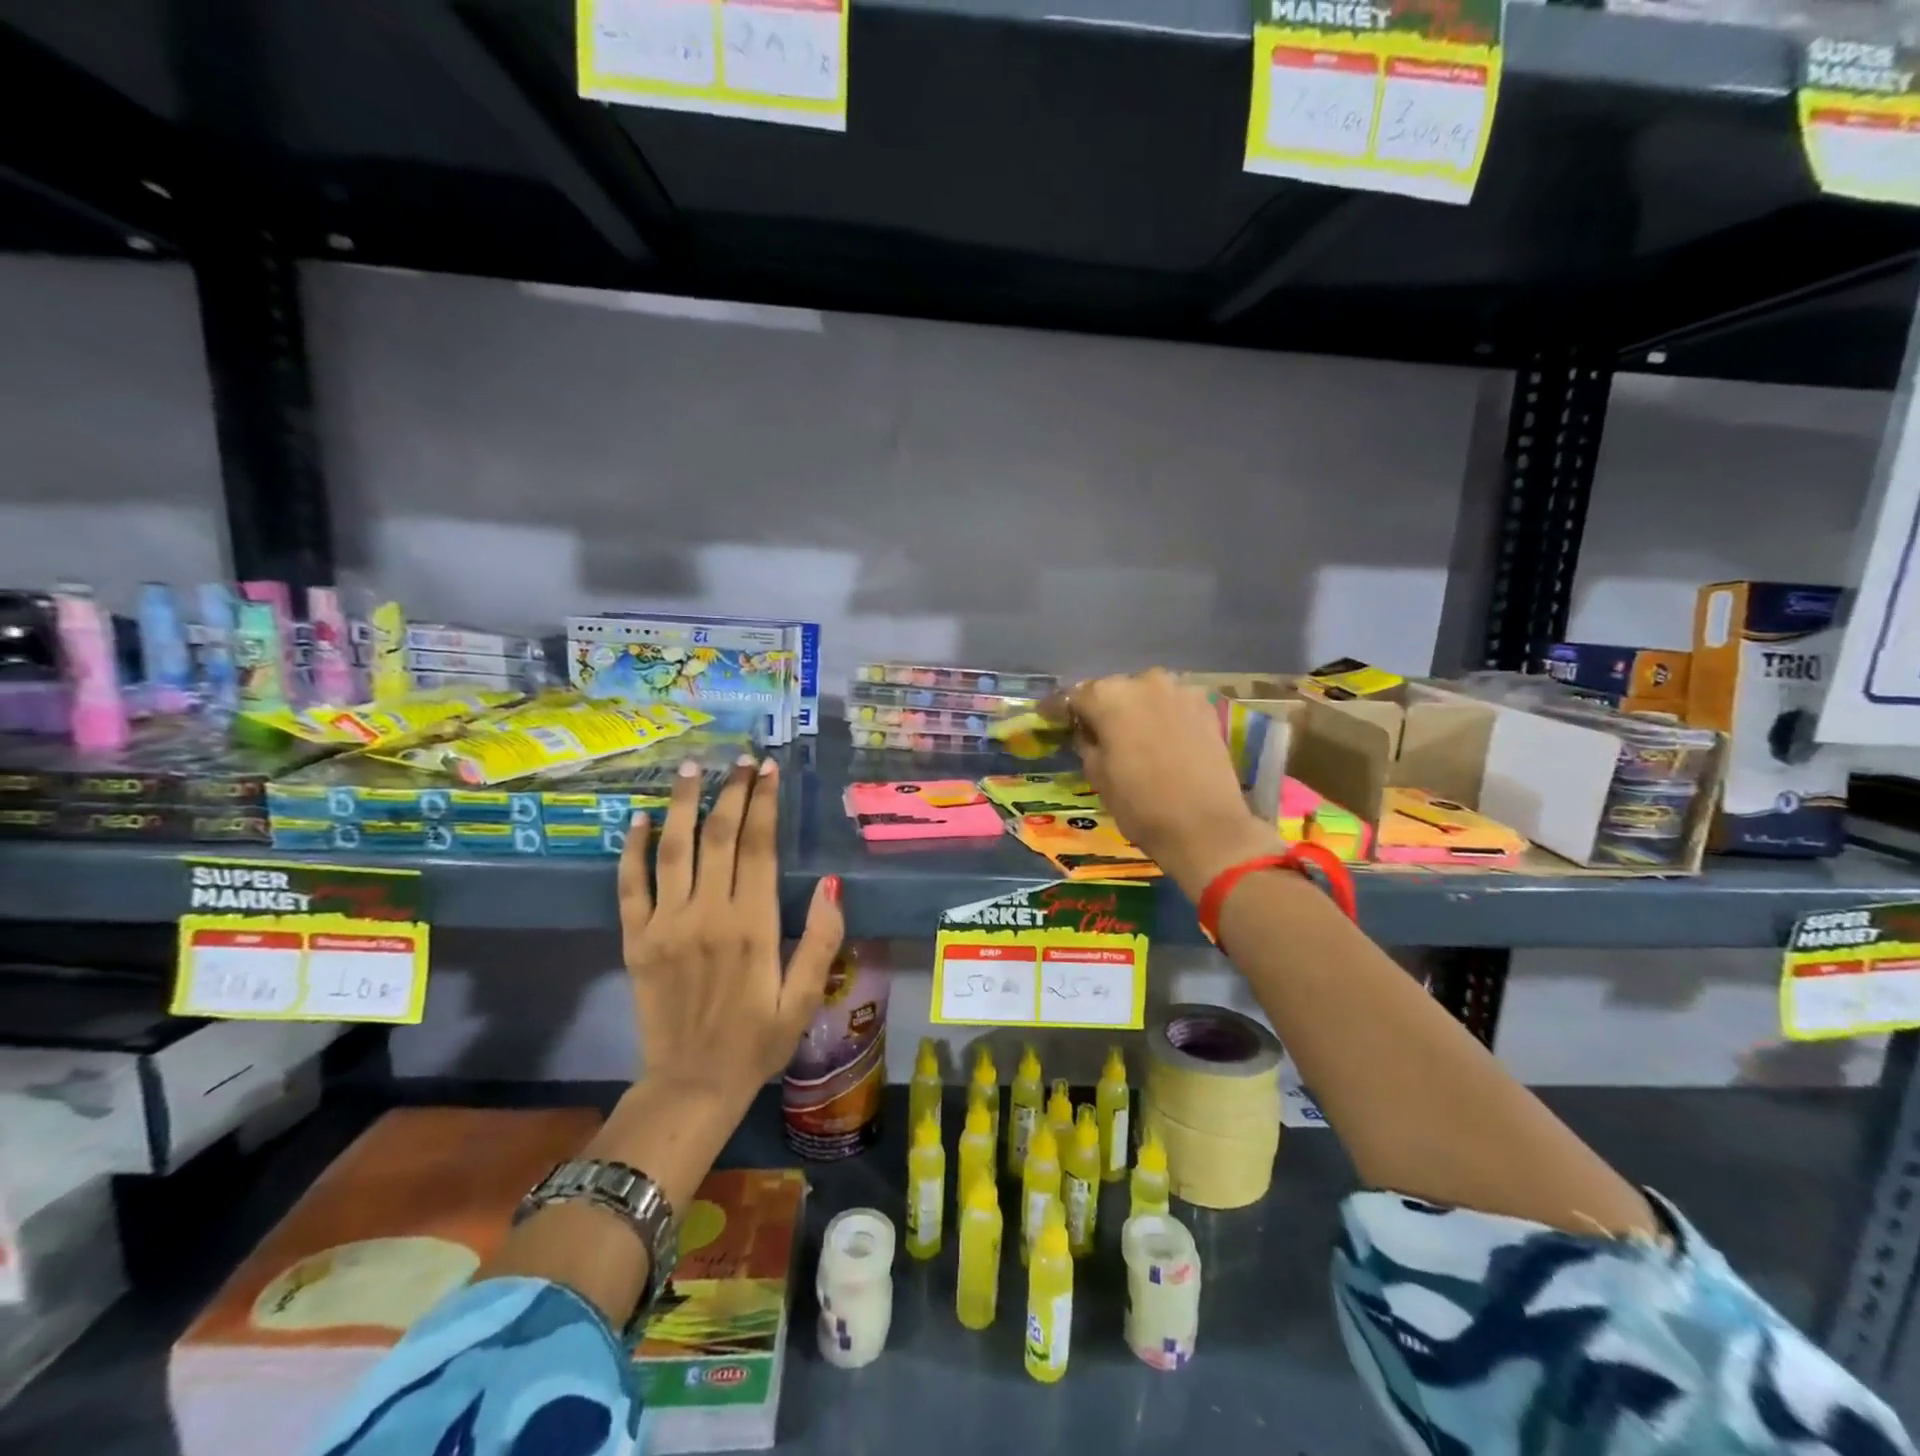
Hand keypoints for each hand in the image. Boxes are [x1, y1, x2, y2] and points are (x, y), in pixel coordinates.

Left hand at [619, 755, 844, 1113]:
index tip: (768, 770)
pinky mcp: (636, 940)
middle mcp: (708, 914)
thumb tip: (832, 882)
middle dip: (731, 792)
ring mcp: (666, 924)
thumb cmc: (759, 1039)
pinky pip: (630, 885)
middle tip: (741, 760)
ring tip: (692, 769)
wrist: (692, 1084)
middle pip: (719, 837)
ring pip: (674, 849)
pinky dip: (633, 849)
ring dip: (684, 805)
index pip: (758, 846)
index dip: (764, 803)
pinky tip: (639, 820)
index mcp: (753, 925)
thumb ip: (821, 938)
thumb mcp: (805, 996)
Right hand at [1069, 670, 1278, 894]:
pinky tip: (1157, 737)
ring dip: (1133, 709)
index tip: (1048, 718)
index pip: (1073, 696)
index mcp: (1109, 696)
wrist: (1206, 827)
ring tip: (1128, 734)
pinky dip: (1160, 715)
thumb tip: (1086, 731)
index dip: (1058, 709)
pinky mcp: (1205, 707)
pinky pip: (1171, 704)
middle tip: (1092, 731)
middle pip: (1111, 690)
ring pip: (1144, 694)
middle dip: (1100, 708)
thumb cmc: (1140, 805)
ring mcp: (1179, 691)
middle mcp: (1144, 681)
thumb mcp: (1097, 775)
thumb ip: (1086, 742)